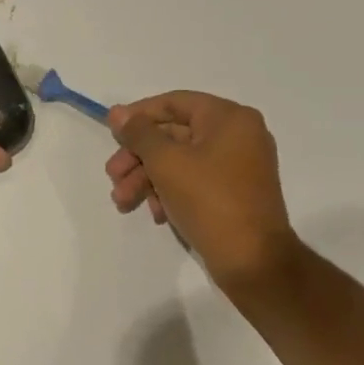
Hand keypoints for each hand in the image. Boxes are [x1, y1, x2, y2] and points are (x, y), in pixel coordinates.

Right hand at [105, 91, 300, 289]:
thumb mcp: (165, 161)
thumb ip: (138, 133)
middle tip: (112, 176)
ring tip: (123, 202)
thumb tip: (117, 112)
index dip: (137, 116)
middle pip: (172, 135)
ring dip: (146, 178)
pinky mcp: (232, 193)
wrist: (252, 261)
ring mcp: (237, 166)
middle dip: (137, 157)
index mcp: (229, 118)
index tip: (111, 134)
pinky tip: (155, 213)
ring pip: (178, 161)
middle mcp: (237, 135)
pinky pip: (193, 181)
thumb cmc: (208, 200)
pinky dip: (168, 192)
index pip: (173, 103)